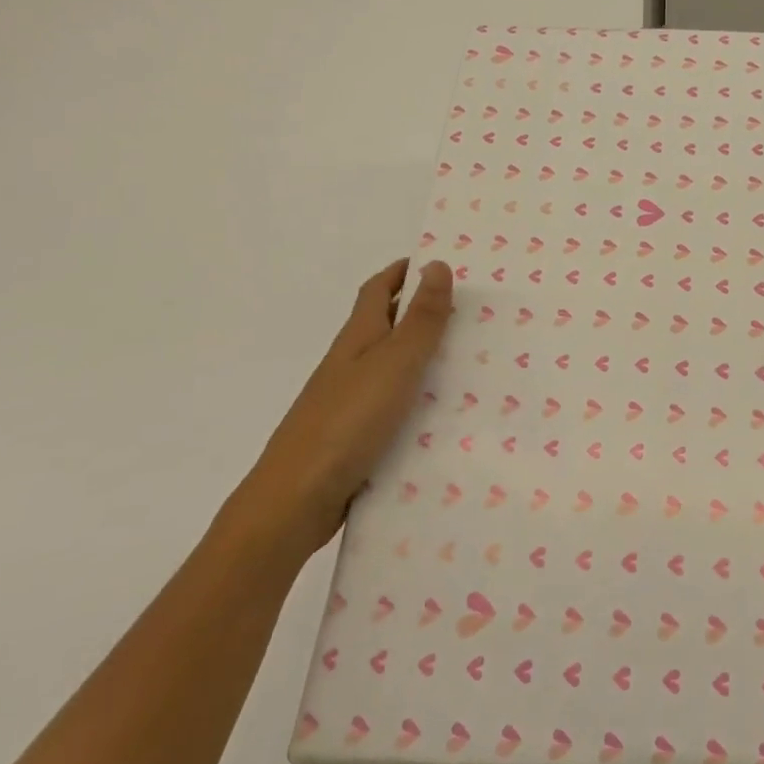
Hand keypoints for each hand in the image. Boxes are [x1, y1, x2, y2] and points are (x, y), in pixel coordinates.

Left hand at [232, 259, 453, 560]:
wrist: (295, 502)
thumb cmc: (347, 421)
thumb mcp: (394, 363)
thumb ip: (420, 319)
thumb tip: (436, 264)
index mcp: (358, 338)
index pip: (378, 290)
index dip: (402, 271)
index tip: (436, 261)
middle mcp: (350, 364)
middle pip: (385, 325)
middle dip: (420, 311)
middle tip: (468, 309)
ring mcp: (349, 403)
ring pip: (391, 367)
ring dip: (422, 356)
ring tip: (469, 358)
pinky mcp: (354, 438)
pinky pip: (393, 405)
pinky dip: (417, 398)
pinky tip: (442, 413)